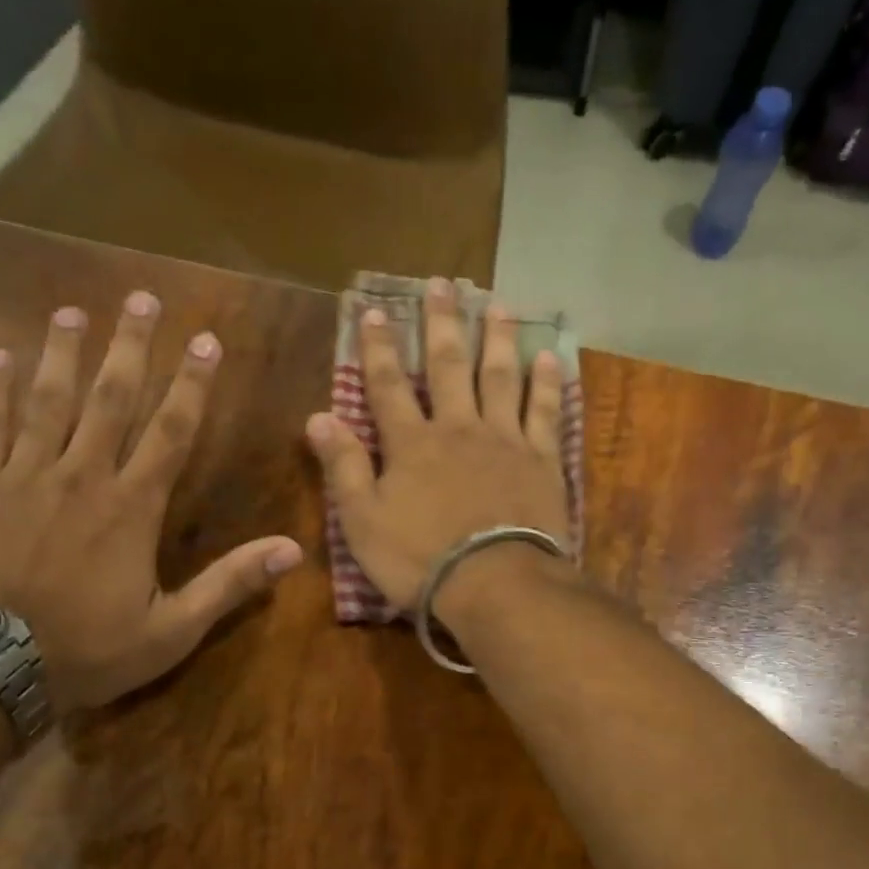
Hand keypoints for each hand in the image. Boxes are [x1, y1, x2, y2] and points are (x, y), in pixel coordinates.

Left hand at [0, 296, 302, 709]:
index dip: (191, 384)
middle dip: (130, 346)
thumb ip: (230, 583)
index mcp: (131, 507)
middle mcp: (82, 476)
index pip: (170, 431)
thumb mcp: (174, 629)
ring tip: (73, 310)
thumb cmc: (88, 649)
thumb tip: (293, 549)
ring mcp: (25, 477)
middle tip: (141, 297)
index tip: (205, 340)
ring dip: (62, 352)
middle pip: (110, 398)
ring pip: (47, 400)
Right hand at [304, 278, 571, 612]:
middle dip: (442, 324)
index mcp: (412, 444)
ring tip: (497, 305)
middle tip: (442, 284)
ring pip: (500, 377)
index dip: (379, 347)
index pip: (388, 385)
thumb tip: (318, 417)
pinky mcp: (542, 461)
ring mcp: (505, 441)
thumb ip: (343, 468)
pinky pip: (546, 412)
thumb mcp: (363, 522)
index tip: (373, 310)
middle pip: (449, 366)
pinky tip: (549, 358)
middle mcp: (459, 428)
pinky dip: (547, 384)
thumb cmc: (421, 560)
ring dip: (497, 339)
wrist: (495, 584)